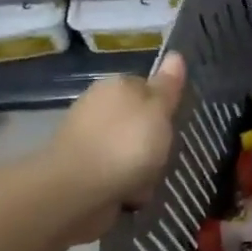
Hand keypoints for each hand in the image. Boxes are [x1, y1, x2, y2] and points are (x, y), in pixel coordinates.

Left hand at [46, 53, 187, 235]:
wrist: (76, 192)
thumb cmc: (125, 144)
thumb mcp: (158, 110)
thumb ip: (168, 86)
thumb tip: (175, 54)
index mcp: (116, 86)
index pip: (148, 88)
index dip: (164, 107)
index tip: (174, 124)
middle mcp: (98, 107)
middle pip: (138, 121)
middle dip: (152, 139)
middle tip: (164, 154)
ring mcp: (87, 141)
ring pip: (128, 150)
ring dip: (140, 166)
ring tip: (148, 181)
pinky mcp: (80, 172)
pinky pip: (115, 175)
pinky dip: (124, 186)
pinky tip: (131, 196)